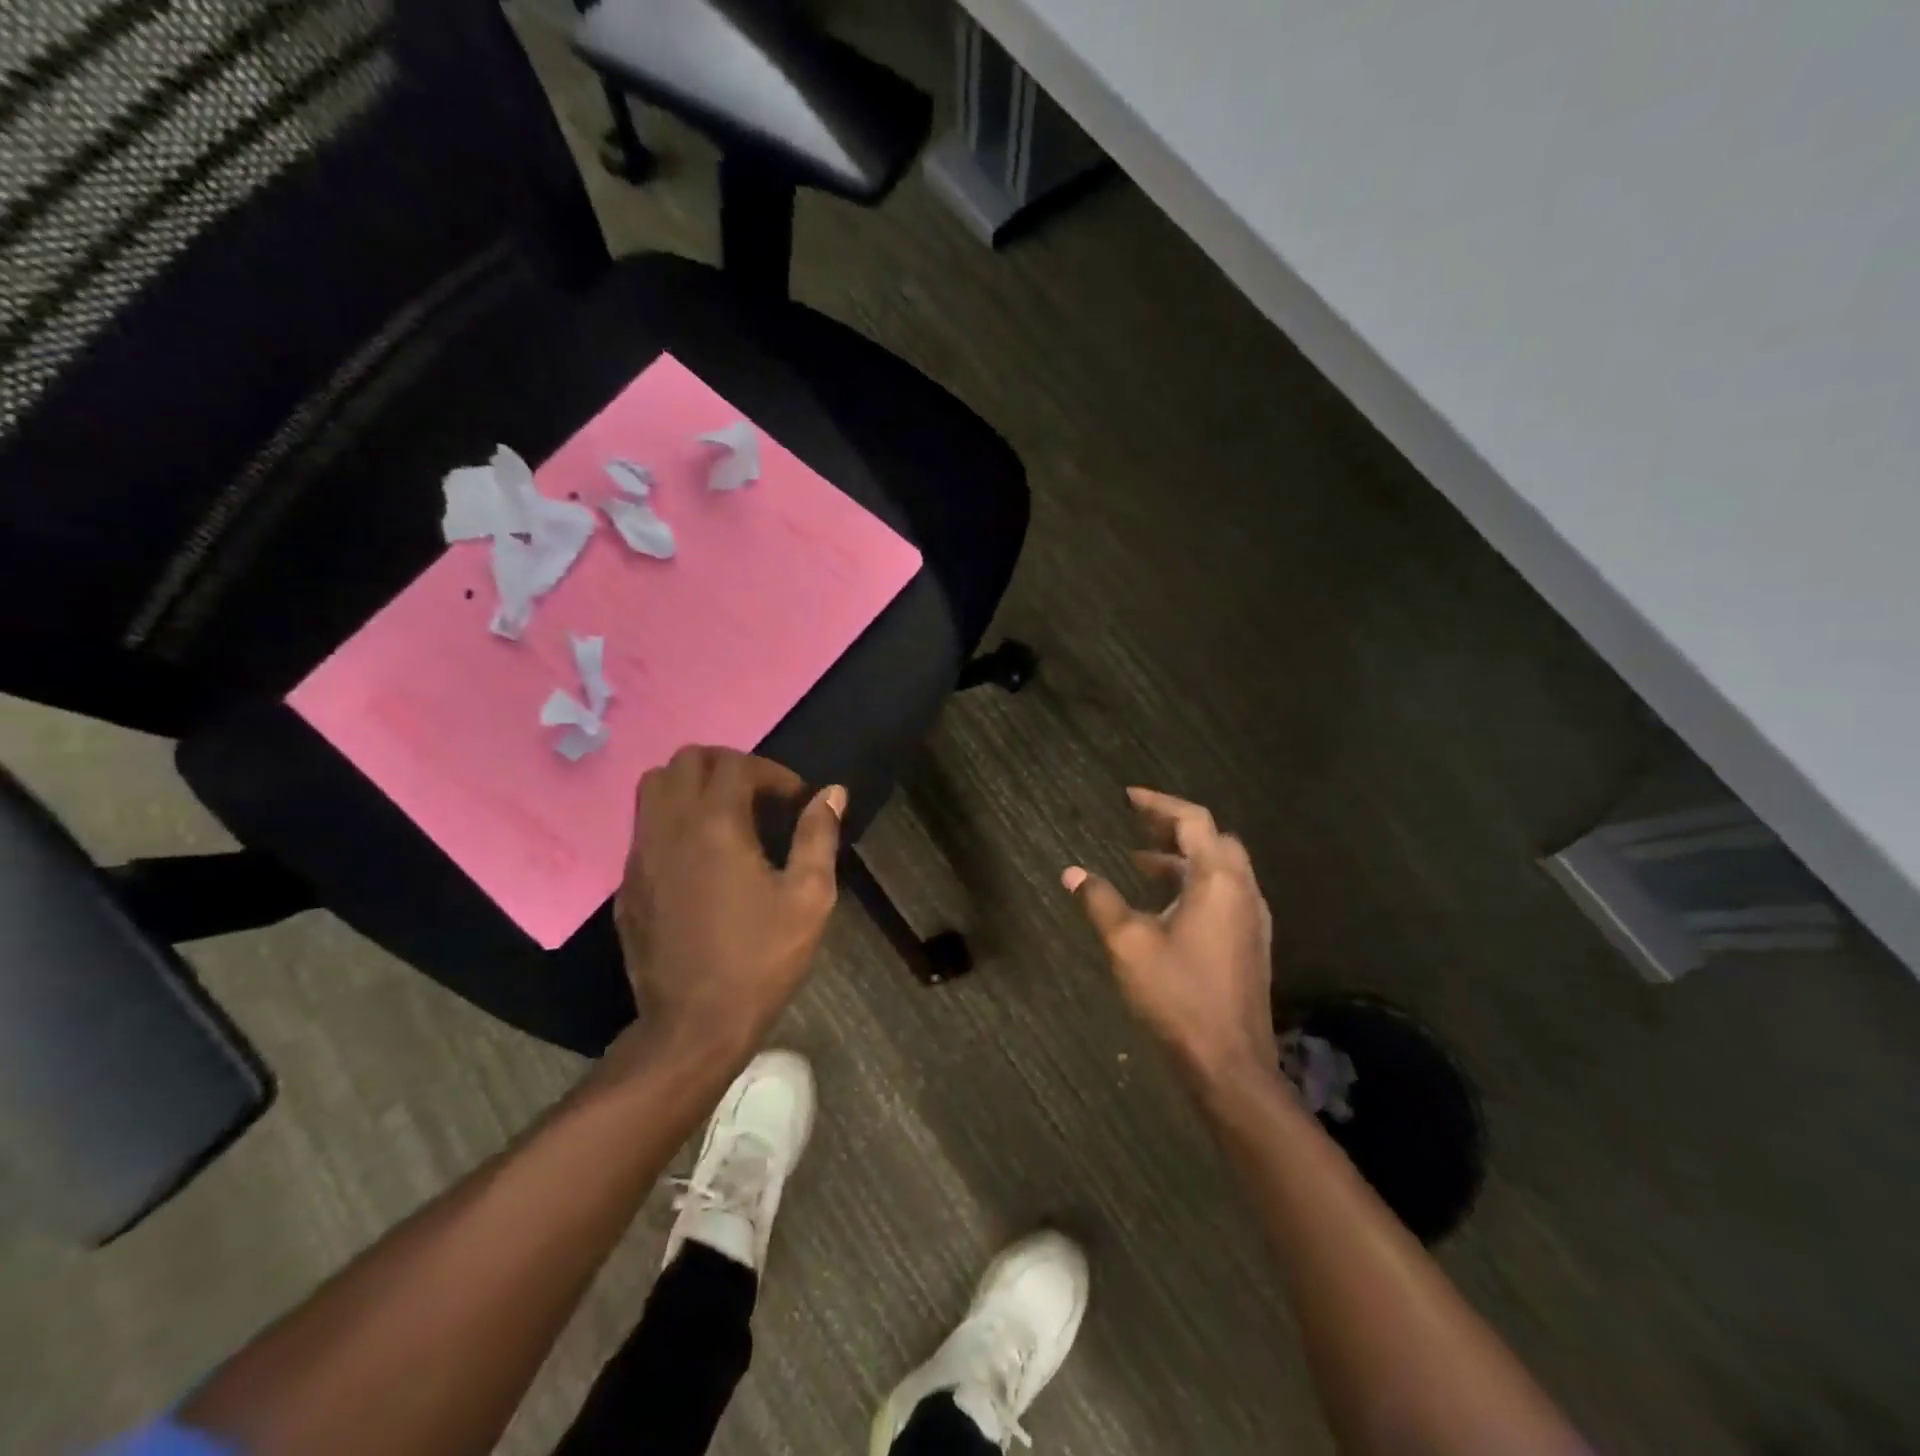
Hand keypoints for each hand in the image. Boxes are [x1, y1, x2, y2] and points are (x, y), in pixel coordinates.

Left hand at [614, 747, 844, 1060]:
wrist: (693, 1026)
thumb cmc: (760, 960)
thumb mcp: (808, 898)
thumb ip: (818, 836)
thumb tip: (832, 793)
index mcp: (715, 826)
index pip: (737, 765)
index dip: (773, 773)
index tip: (796, 801)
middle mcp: (669, 828)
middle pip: (687, 760)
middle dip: (729, 765)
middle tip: (761, 796)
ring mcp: (640, 855)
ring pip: (654, 786)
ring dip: (693, 785)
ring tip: (727, 816)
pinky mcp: (628, 883)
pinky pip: (644, 826)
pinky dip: (674, 820)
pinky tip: (701, 857)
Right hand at [1063, 787, 1277, 1084]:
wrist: (1229, 1063)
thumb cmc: (1177, 995)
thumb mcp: (1128, 944)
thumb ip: (1100, 901)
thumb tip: (1072, 872)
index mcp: (1218, 880)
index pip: (1194, 820)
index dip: (1159, 803)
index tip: (1128, 797)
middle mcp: (1243, 891)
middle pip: (1213, 839)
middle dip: (1175, 827)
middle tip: (1137, 826)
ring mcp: (1252, 918)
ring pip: (1220, 868)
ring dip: (1184, 857)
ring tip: (1140, 862)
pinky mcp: (1250, 942)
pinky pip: (1224, 893)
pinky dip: (1194, 882)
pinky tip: (1165, 903)